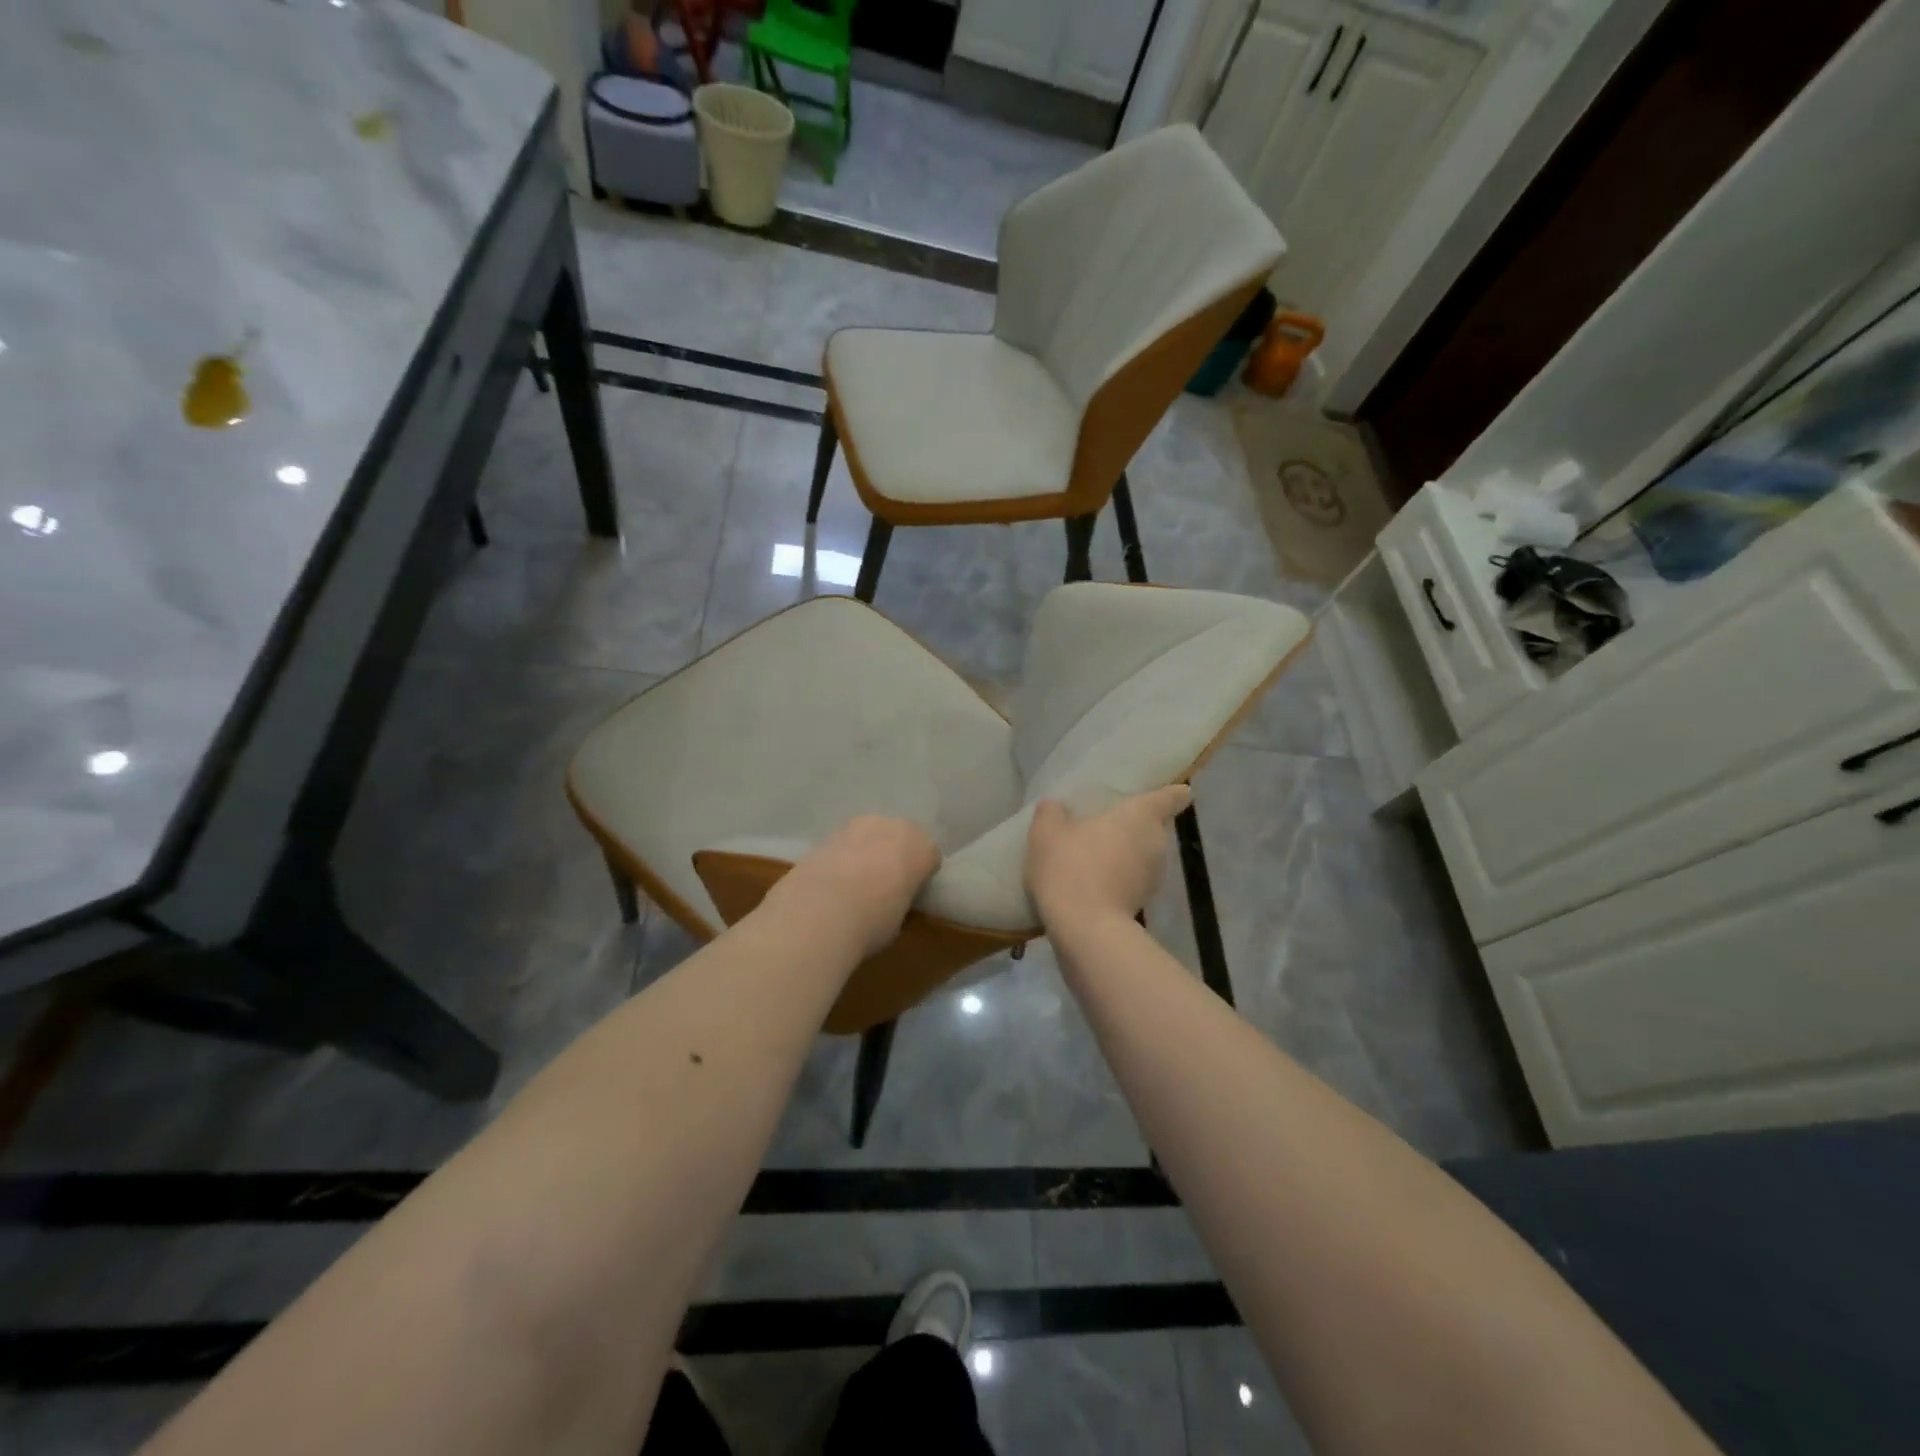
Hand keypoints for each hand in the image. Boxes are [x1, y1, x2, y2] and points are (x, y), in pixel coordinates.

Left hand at [767, 816, 940, 956]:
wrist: (821, 910)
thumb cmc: (873, 921)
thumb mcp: (899, 919)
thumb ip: (900, 899)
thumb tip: (889, 900)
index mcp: (922, 848)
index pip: (930, 856)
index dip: (921, 874)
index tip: (911, 892)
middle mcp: (895, 827)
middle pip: (901, 837)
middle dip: (895, 854)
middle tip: (885, 883)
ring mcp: (859, 826)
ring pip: (871, 834)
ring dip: (867, 851)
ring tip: (855, 881)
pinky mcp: (829, 832)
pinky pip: (845, 843)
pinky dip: (842, 856)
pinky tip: (832, 880)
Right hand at [1025, 785, 1191, 930]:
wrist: (1083, 928)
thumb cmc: (1070, 866)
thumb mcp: (1046, 833)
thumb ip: (1051, 813)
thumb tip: (1054, 807)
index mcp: (1140, 816)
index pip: (1170, 798)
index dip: (1174, 793)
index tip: (1177, 791)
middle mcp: (1156, 842)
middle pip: (1154, 827)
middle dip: (1136, 826)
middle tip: (1108, 824)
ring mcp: (1153, 877)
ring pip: (1144, 856)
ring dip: (1127, 854)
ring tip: (1096, 855)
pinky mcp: (1143, 904)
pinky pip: (1133, 880)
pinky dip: (1119, 878)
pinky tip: (1092, 882)